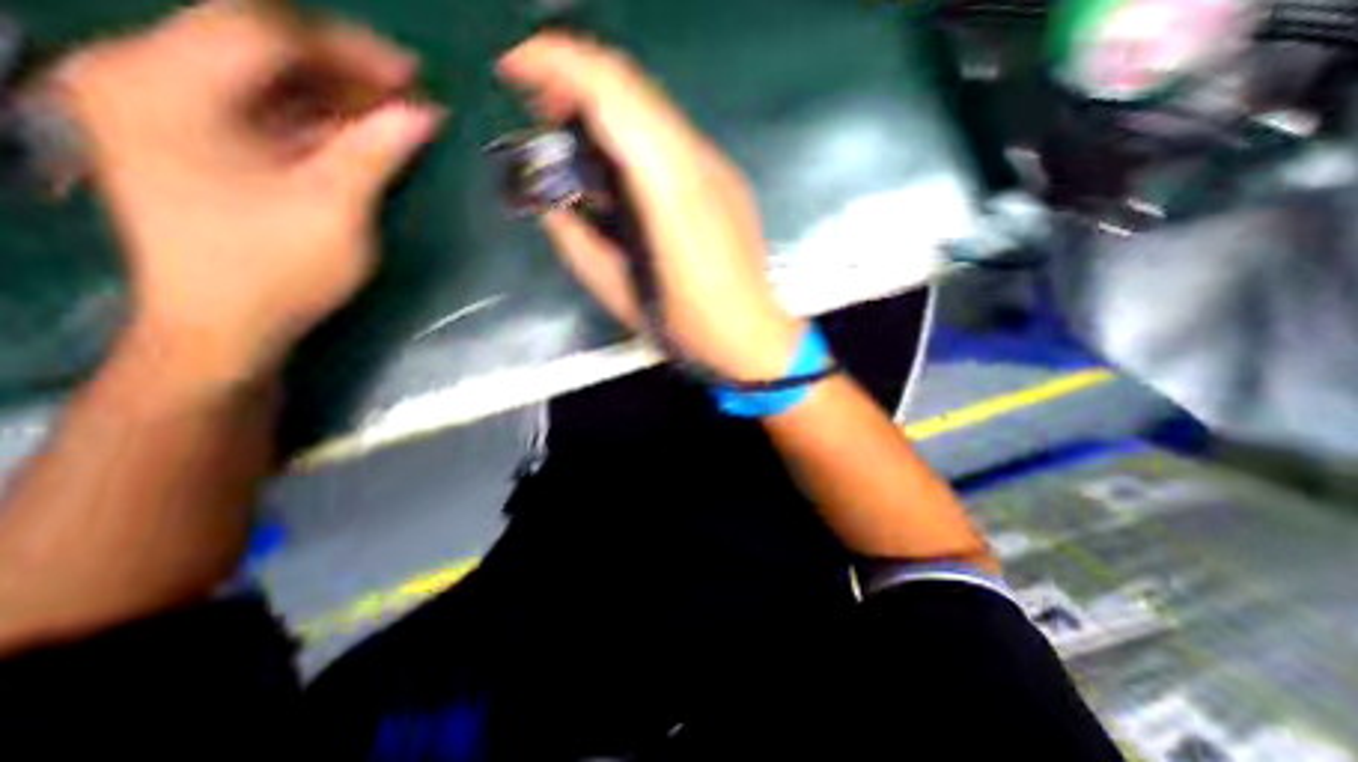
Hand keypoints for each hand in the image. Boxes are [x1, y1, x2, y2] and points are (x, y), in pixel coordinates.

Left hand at [51, 0, 440, 387]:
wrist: (224, 325)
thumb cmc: (277, 269)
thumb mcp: (335, 208)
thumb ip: (375, 151)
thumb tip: (423, 114)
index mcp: (165, 87)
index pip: (260, 28)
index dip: (345, 48)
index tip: (411, 76)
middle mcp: (144, 77)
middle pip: (255, 44)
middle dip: (342, 69)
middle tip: (406, 95)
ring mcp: (160, 107)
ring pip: (259, 76)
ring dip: (332, 93)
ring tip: (391, 114)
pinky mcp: (185, 137)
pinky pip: (256, 107)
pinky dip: (312, 116)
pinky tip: (355, 133)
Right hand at [496, 32, 797, 383]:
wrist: (752, 336)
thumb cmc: (689, 327)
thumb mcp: (619, 293)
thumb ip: (577, 243)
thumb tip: (552, 205)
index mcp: (670, 194)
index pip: (613, 95)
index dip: (557, 64)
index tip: (515, 71)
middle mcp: (699, 166)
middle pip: (633, 87)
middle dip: (576, 80)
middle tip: (540, 108)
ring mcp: (719, 169)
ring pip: (652, 108)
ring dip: (604, 106)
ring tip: (571, 133)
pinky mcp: (726, 180)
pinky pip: (670, 136)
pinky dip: (632, 131)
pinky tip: (617, 162)